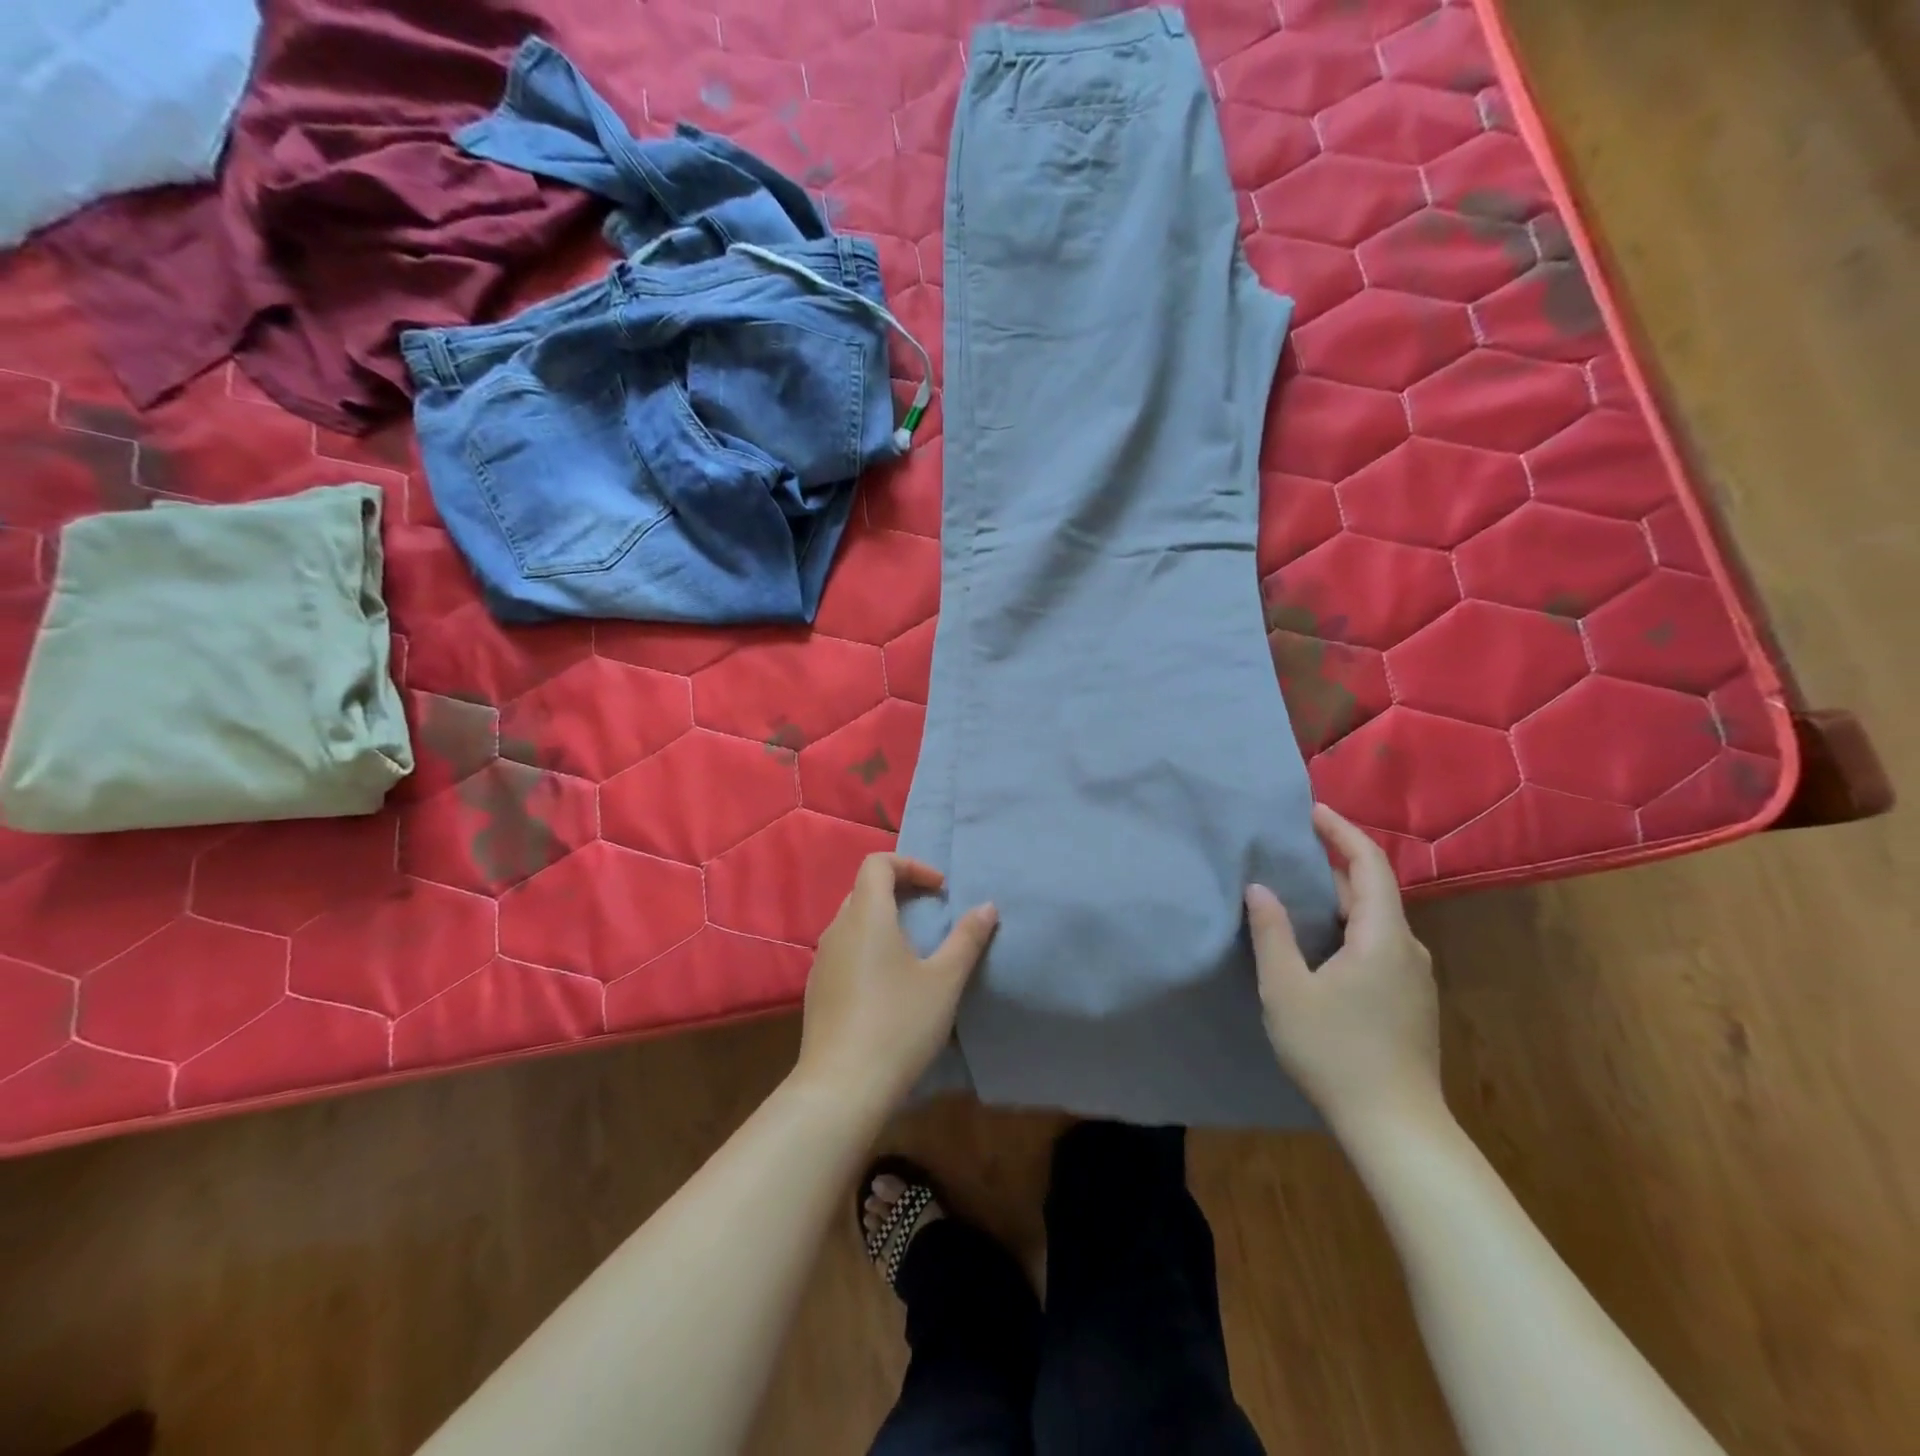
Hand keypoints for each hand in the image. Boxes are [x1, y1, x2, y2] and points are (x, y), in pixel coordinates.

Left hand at [794, 854, 996, 1112]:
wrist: (842, 1087)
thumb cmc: (899, 1024)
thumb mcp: (944, 981)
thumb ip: (967, 938)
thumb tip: (987, 906)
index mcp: (866, 915)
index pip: (878, 863)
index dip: (911, 865)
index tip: (941, 890)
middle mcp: (837, 929)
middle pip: (865, 890)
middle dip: (901, 891)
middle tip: (933, 913)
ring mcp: (822, 961)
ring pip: (854, 921)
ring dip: (885, 921)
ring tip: (916, 949)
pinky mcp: (817, 989)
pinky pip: (845, 950)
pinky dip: (869, 948)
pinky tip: (889, 985)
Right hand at [1245, 804, 1441, 1134]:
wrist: (1397, 1129)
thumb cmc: (1335, 1052)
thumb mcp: (1286, 990)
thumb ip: (1272, 933)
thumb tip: (1260, 888)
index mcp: (1382, 937)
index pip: (1368, 865)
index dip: (1341, 832)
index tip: (1312, 812)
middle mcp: (1407, 948)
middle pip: (1373, 890)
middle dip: (1334, 864)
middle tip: (1290, 851)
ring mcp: (1414, 977)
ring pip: (1376, 920)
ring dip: (1340, 899)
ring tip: (1297, 894)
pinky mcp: (1411, 1000)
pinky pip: (1379, 944)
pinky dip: (1349, 927)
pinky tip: (1320, 945)